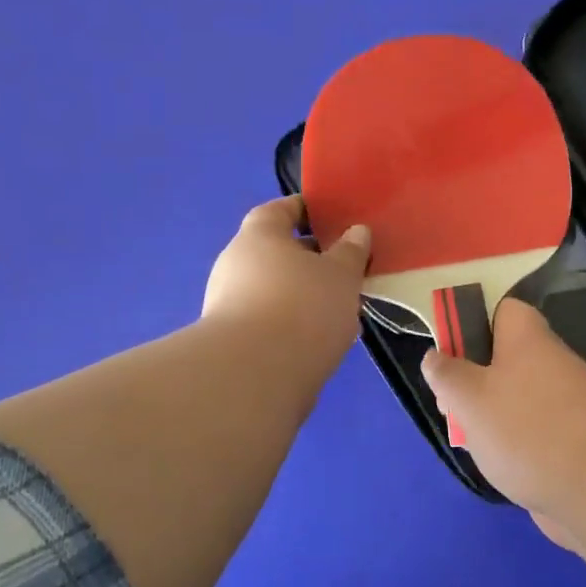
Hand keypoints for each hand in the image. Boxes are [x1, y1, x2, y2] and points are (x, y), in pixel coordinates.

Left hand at [203, 197, 370, 384]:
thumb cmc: (303, 307)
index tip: (333, 218)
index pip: (280, 210)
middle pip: (278, 252)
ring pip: (276, 290)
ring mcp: (229, 304)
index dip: (306, 210)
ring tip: (342, 310)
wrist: (256, 376)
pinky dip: (295, 324)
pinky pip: (271, 321)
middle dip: (312, 260)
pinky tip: (322, 339)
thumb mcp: (341, 274)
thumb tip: (357, 231)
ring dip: (305, 296)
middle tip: (346, 270)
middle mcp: (236, 263)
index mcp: (258, 235)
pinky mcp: (234, 341)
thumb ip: (351, 251)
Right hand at [421, 299, 585, 535]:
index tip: (452, 358)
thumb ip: (447, 374)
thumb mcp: (469, 398)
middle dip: (474, 383)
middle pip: (505, 359)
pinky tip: (502, 467)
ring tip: (474, 444)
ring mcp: (568, 403)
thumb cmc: (525, 430)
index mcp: (528, 339)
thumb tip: (435, 355)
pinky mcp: (576, 440)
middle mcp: (552, 363)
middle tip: (454, 410)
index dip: (474, 326)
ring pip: (518, 398)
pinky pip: (536, 431)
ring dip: (492, 418)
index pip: (504, 311)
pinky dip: (516, 445)